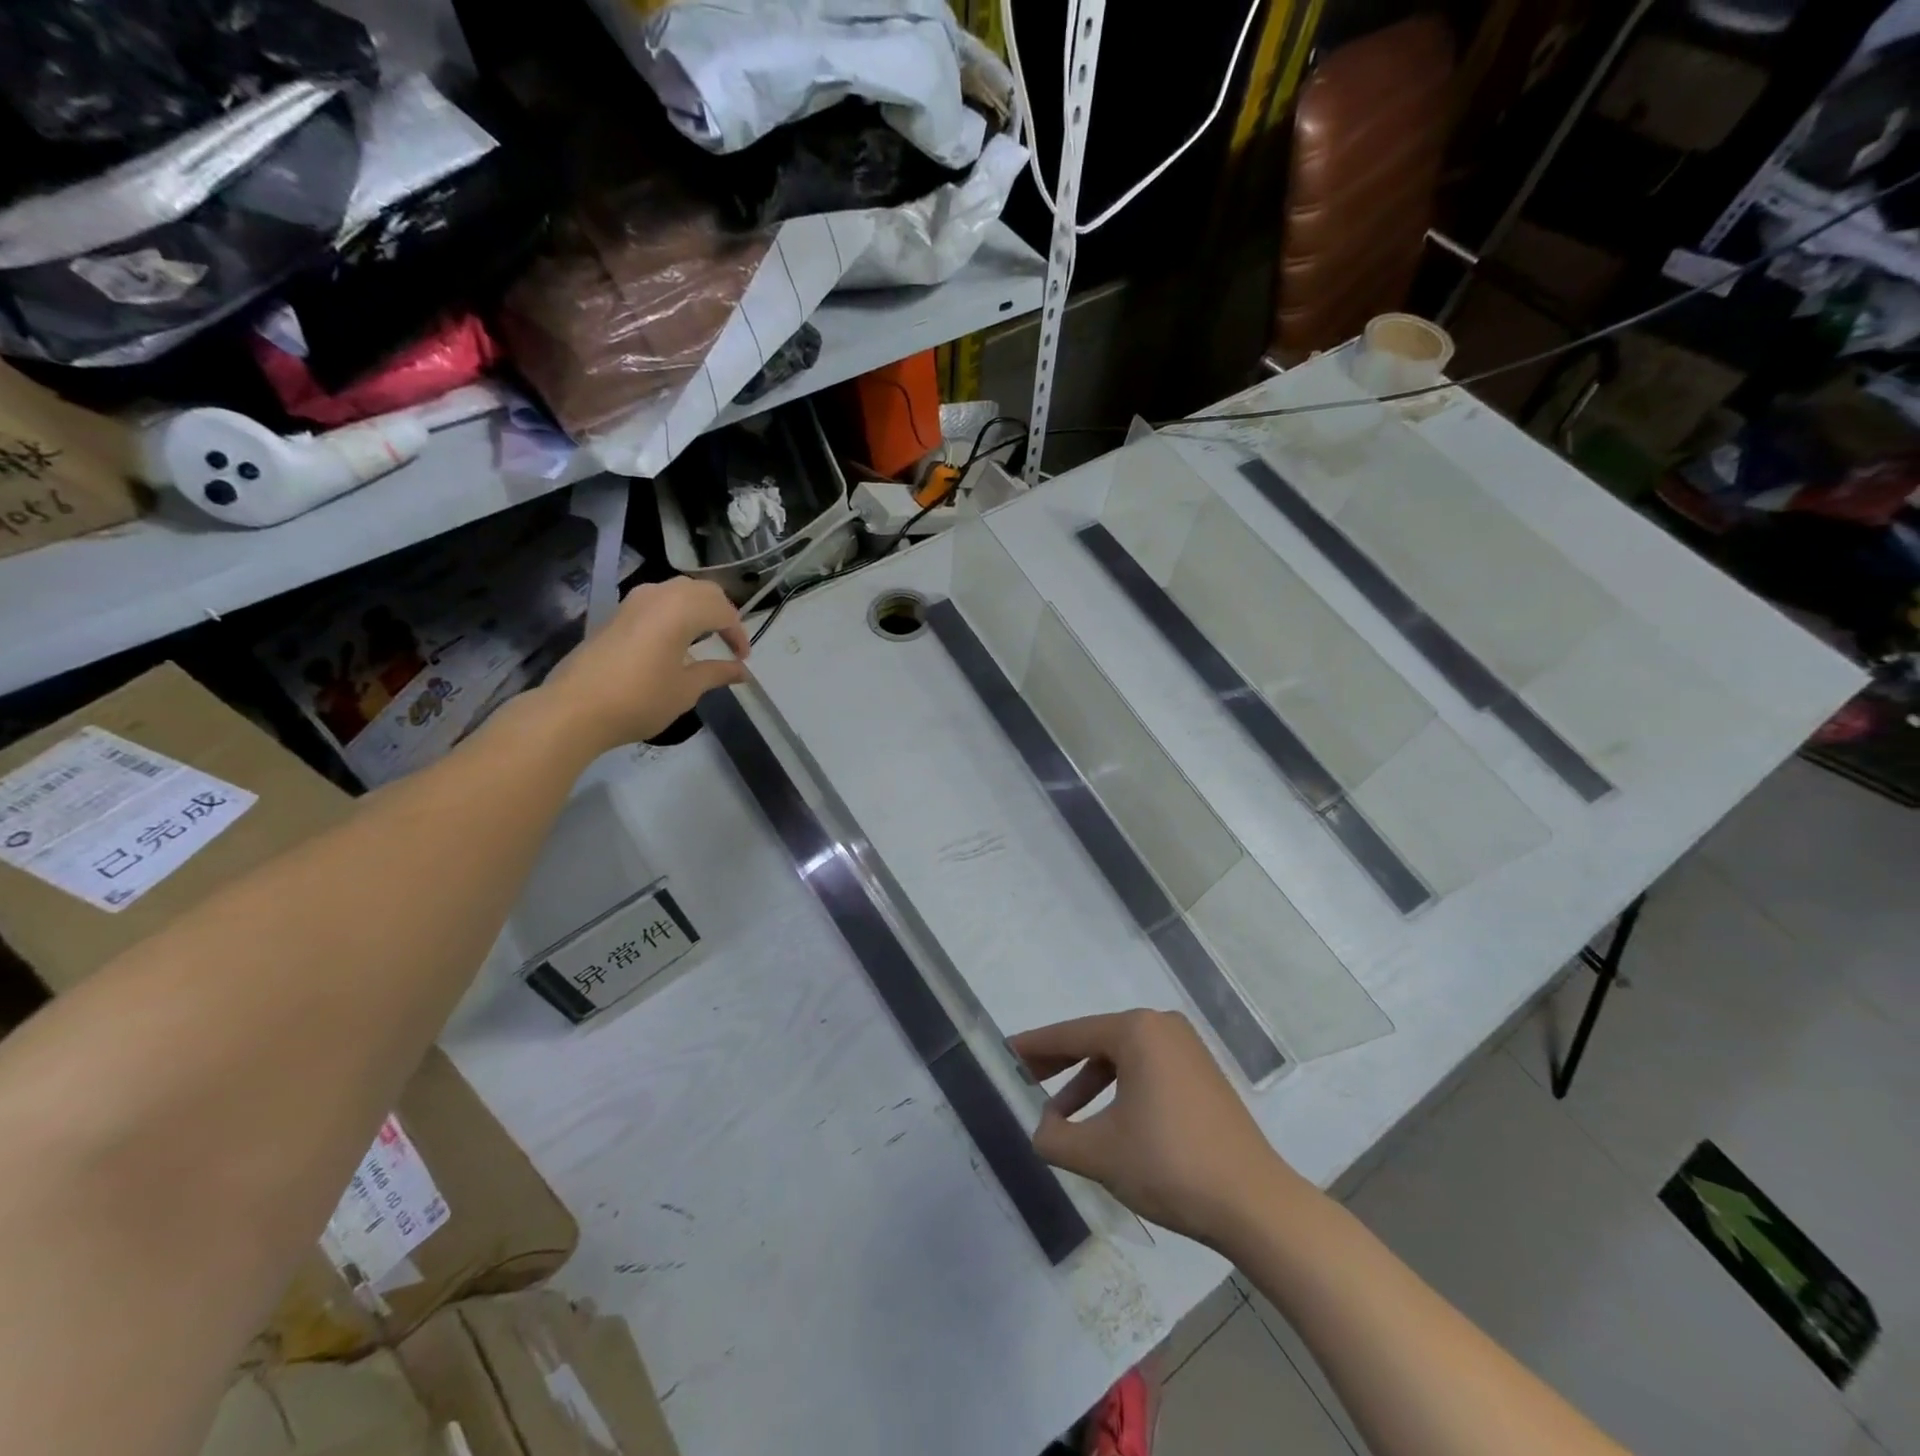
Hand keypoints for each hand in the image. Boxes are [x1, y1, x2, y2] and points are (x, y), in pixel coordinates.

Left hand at [541, 578, 749, 751]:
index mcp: (681, 610)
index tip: (742, 659)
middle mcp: (658, 595)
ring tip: (706, 637)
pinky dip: (676, 612)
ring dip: (698, 608)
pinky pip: (657, 600)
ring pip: (677, 591)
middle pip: (702, 591)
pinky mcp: (617, 614)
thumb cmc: (640, 699)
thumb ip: (717, 673)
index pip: (723, 611)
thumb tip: (741, 671)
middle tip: (729, 642)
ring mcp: (633, 601)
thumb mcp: (686, 689)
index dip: (738, 634)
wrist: (575, 709)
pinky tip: (675, 639)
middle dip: (722, 613)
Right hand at [1011, 1009, 1300, 1246]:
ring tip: (1060, 1117)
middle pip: (1096, 1040)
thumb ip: (1055, 1138)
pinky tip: (1104, 1123)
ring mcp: (1187, 1049)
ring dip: (1088, 1084)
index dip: (1034, 1047)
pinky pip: (1146, 1071)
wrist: (1255, 1205)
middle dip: (1059, 1063)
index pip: (1071, 1034)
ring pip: (1121, 1058)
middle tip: (1024, 1078)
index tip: (1004, 1052)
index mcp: (1137, 1031)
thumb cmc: (1170, 1166)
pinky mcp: (1201, 1074)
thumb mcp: (1099, 1153)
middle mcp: (1162, 1027)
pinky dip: (1119, 1091)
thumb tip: (1040, 1130)